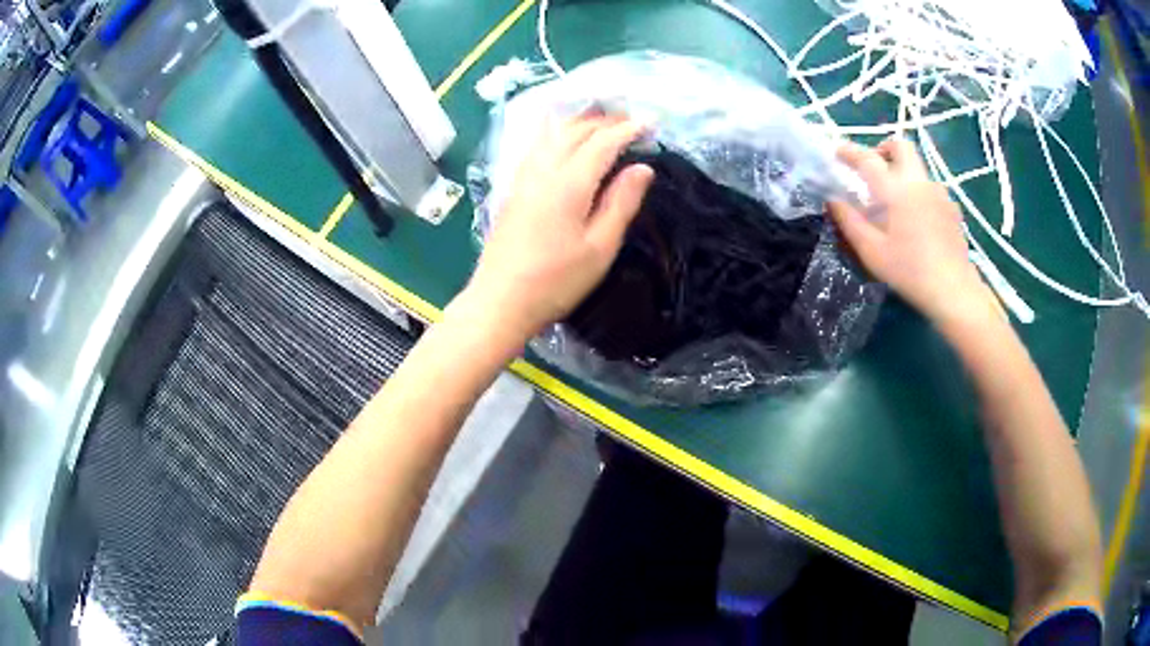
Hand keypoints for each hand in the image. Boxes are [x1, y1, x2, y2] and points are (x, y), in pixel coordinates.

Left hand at [459, 112, 654, 343]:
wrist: (501, 300)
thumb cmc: (556, 281)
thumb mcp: (600, 248)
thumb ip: (622, 203)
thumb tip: (643, 168)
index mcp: (570, 183)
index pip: (603, 142)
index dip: (629, 129)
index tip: (652, 124)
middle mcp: (544, 170)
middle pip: (576, 130)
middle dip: (606, 121)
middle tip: (632, 122)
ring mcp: (524, 177)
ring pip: (553, 133)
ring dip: (580, 121)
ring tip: (603, 121)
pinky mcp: (513, 187)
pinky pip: (537, 144)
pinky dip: (555, 130)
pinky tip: (561, 133)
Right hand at [828, 138, 994, 323]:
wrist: (953, 290)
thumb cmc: (909, 272)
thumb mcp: (872, 251)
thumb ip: (850, 221)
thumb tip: (832, 199)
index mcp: (896, 190)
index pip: (867, 158)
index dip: (849, 151)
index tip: (837, 152)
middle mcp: (919, 182)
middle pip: (901, 146)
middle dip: (883, 149)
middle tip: (873, 168)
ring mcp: (939, 192)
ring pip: (917, 167)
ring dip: (902, 171)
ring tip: (895, 200)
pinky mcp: (952, 207)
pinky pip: (931, 188)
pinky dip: (918, 192)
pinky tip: (917, 219)